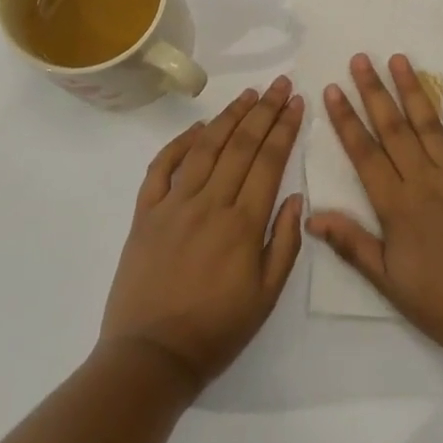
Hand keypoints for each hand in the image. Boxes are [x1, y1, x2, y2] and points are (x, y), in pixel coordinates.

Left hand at [101, 77, 304, 395]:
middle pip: (241, 145)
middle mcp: (209, 204)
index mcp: (243, 224)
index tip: (296, 102)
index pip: (269, 161)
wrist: (150, 358)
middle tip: (279, 85)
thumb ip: (284, 243)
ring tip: (248, 94)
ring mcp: (173, 205)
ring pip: (205, 148)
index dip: (285, 128)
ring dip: (228, 117)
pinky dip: (179, 143)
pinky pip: (161, 168)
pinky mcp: (145, 214)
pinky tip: (198, 128)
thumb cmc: (216, 331)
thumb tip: (294, 196)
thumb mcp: (266, 297)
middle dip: (264, 111)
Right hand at [307, 53, 442, 371]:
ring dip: (413, 90)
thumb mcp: (390, 283)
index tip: (333, 89)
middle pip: (394, 128)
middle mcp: (425, 181)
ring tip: (399, 59)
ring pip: (430, 124)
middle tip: (361, 58)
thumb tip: (312, 217)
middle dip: (374, 91)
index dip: (346, 120)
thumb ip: (353, 244)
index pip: (364, 153)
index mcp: (397, 207)